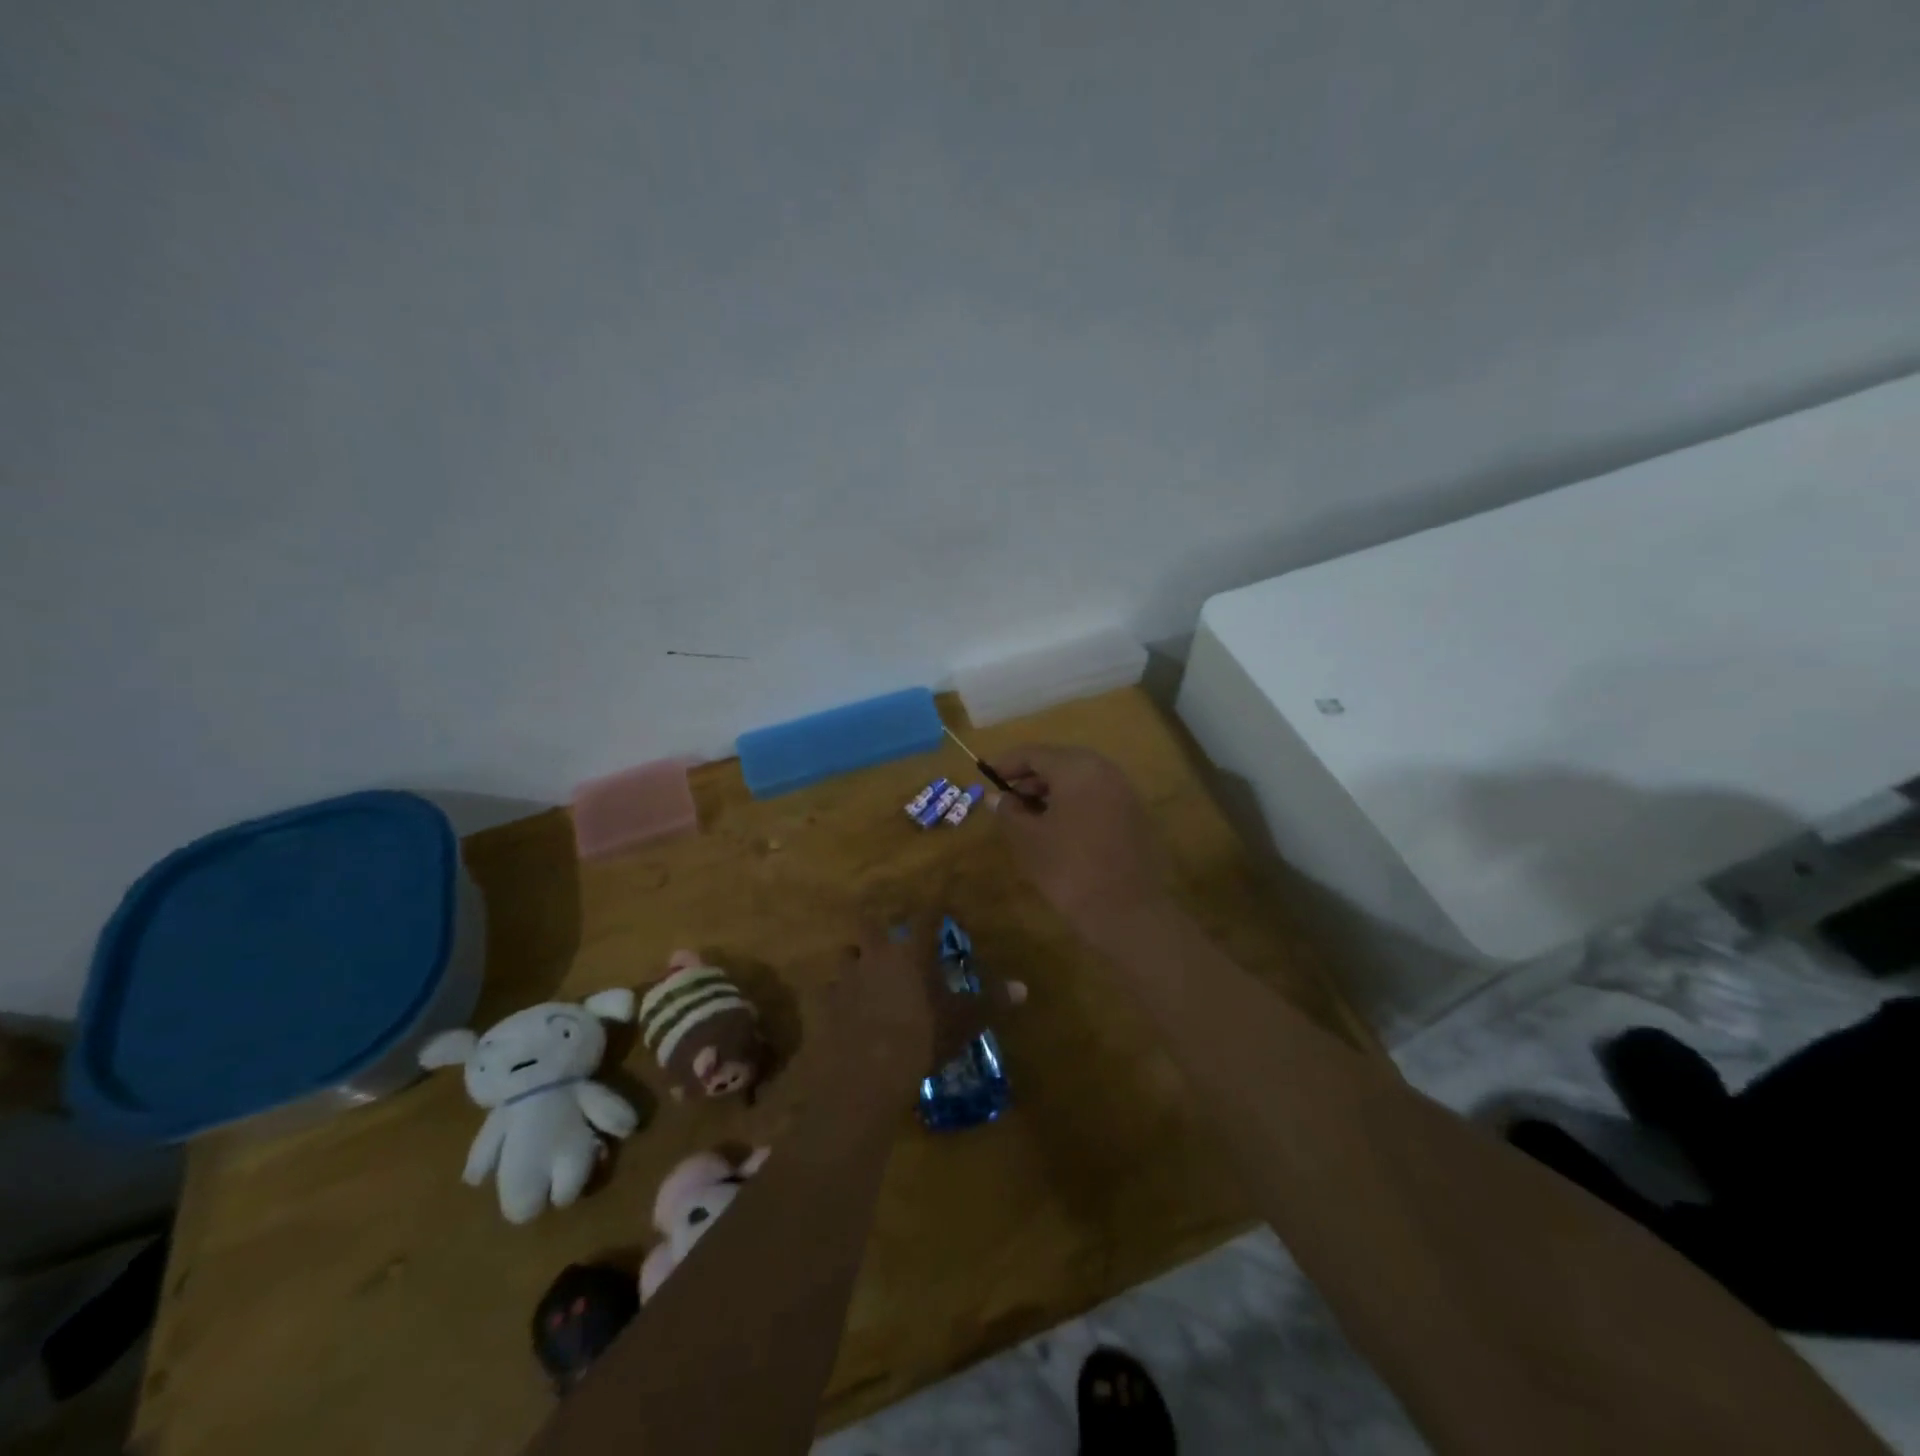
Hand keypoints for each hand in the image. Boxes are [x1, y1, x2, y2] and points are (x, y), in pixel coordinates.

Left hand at [824, 920, 1022, 1075]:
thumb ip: (991, 1002)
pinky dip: (837, 996)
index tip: (939, 903)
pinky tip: (843, 1008)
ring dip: (854, 959)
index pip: (925, 917)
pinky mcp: (826, 1004)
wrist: (867, 1071)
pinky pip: (829, 991)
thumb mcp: (964, 1021)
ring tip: (863, 971)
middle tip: (887, 938)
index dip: (933, 908)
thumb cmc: (923, 1037)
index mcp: (911, 952)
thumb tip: (1022, 988)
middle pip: (870, 924)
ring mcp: (847, 978)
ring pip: (845, 954)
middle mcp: (876, 955)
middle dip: (877, 927)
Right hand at [988, 745, 1168, 930]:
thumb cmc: (1070, 869)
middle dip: (1030, 777)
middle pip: (1059, 762)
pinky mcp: (1134, 814)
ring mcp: (1124, 791)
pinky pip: (1096, 795)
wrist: (1127, 912)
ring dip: (1051, 791)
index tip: (985, 775)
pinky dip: (1073, 802)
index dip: (1006, 763)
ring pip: (1079, 779)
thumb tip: (995, 797)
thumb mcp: (1029, 839)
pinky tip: (1057, 827)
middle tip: (1006, 797)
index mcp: (1077, 768)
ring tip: (1028, 815)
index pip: (1034, 753)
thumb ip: (1009, 811)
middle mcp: (1104, 770)